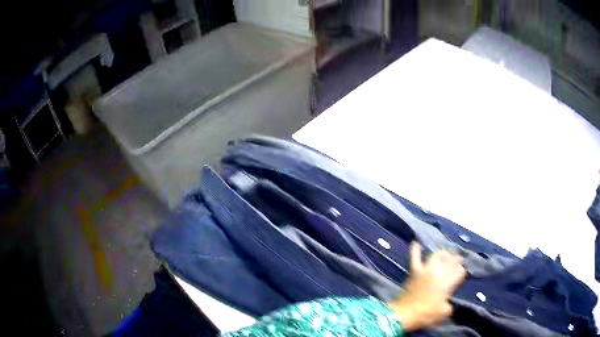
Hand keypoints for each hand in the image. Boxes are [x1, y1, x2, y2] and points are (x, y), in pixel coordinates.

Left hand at [389, 242, 466, 331]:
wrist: (405, 314)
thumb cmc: (426, 314)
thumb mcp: (444, 313)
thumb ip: (450, 306)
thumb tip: (449, 303)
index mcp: (448, 282)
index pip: (460, 271)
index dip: (461, 271)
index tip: (461, 273)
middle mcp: (439, 272)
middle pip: (451, 261)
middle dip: (456, 260)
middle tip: (457, 261)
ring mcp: (426, 270)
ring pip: (437, 256)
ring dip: (443, 254)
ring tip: (445, 254)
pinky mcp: (414, 271)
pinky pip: (415, 257)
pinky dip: (415, 250)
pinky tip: (416, 243)